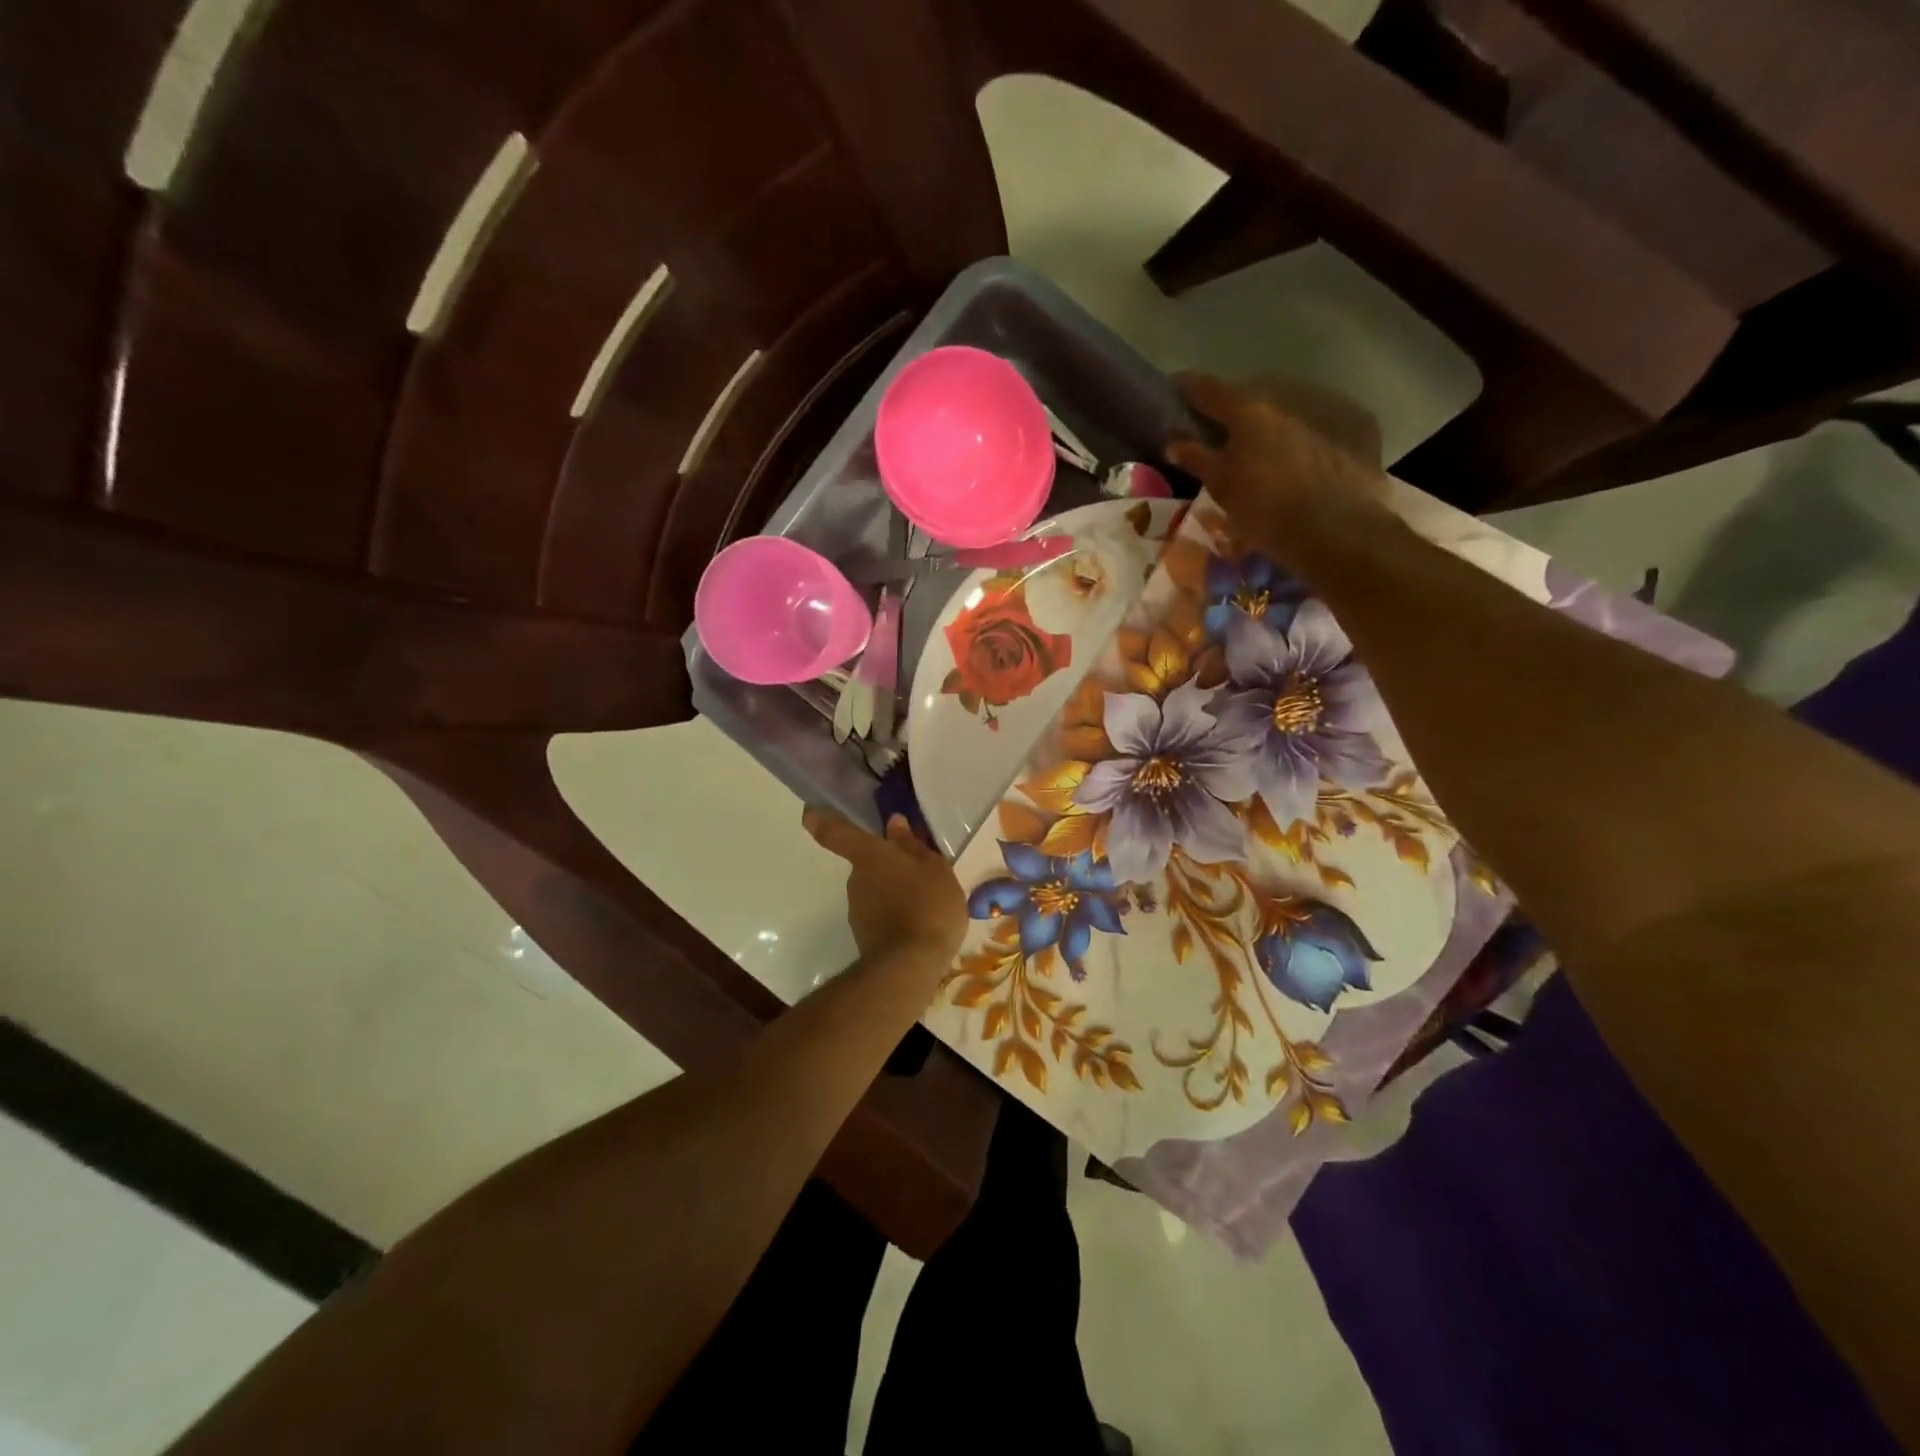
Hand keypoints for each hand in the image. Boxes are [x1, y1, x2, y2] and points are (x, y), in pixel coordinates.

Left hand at [803, 808, 967, 965]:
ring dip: (894, 892)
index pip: (836, 833)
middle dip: (886, 865)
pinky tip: (918, 923)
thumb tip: (894, 824)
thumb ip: (912, 845)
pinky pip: (880, 914)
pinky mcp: (864, 935)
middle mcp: (856, 879)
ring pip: (875, 890)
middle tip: (917, 872)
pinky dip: (895, 914)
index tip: (809, 812)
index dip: (821, 820)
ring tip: (926, 902)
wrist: (910, 965)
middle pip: (866, 863)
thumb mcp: (934, 869)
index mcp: (870, 855)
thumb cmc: (927, 905)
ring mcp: (857, 909)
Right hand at [1167, 373, 1394, 566]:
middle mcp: (1284, 403)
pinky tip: (1283, 463)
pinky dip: (1286, 440)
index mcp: (1248, 411)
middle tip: (1209, 428)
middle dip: (1226, 409)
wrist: (1336, 530)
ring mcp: (1317, 417)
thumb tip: (1175, 441)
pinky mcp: (1345, 436)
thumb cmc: (1266, 509)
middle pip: (1247, 397)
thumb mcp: (1222, 487)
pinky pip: (1304, 431)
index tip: (1172, 389)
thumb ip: (1197, 459)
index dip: (1187, 387)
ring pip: (1277, 413)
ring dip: (1259, 425)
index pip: (1208, 389)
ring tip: (1246, 448)